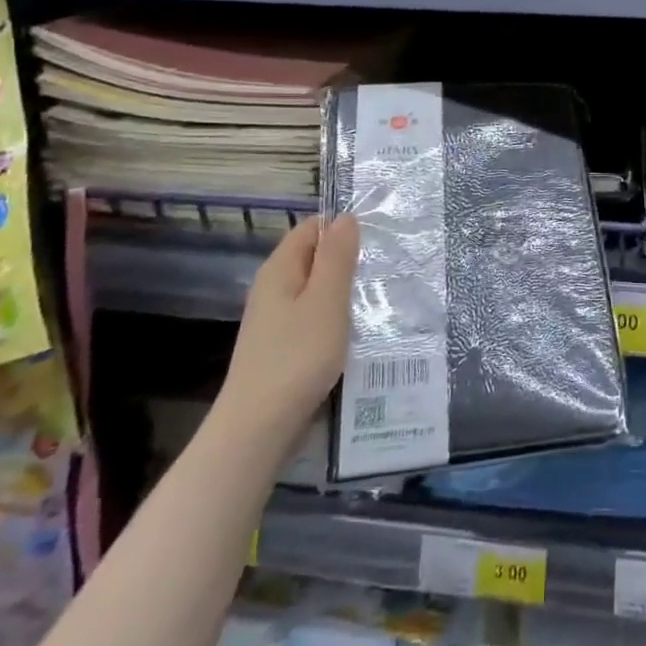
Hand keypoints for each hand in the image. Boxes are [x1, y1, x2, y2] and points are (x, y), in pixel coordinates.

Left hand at [217, 214, 359, 445]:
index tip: (378, 239)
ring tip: (379, 298)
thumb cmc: (297, 357)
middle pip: (314, 258)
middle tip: (386, 269)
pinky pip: (314, 317)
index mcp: (280, 269)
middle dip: (348, 260)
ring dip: (344, 291)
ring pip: (316, 290)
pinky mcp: (283, 346)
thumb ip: (337, 257)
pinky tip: (357, 331)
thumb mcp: (326, 300)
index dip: (343, 227)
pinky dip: (336, 317)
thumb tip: (345, 217)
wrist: (259, 428)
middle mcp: (273, 288)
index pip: (312, 227)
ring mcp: (276, 319)